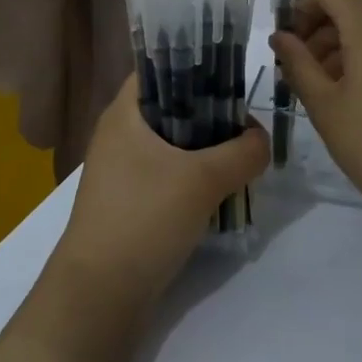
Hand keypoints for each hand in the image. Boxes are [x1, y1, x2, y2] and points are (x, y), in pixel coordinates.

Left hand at [50, 78, 269, 327]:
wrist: (100, 294)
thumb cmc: (144, 218)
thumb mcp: (202, 179)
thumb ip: (242, 153)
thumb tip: (262, 140)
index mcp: (124, 113)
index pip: (159, 68)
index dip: (195, 66)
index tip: (233, 78)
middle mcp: (119, 135)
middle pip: (172, 107)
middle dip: (212, 114)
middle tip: (248, 126)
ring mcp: (123, 171)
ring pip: (174, 145)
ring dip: (208, 150)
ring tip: (244, 159)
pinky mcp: (131, 203)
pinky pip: (169, 176)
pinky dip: (195, 178)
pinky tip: (223, 191)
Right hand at [270, 0, 361, 228]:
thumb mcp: (325, 106)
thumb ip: (298, 64)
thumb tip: (281, 37)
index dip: (301, 10)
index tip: (288, 46)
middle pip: (352, 9)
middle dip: (320, 34)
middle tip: (300, 75)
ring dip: (344, 48)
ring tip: (327, 94)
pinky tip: (361, 101)